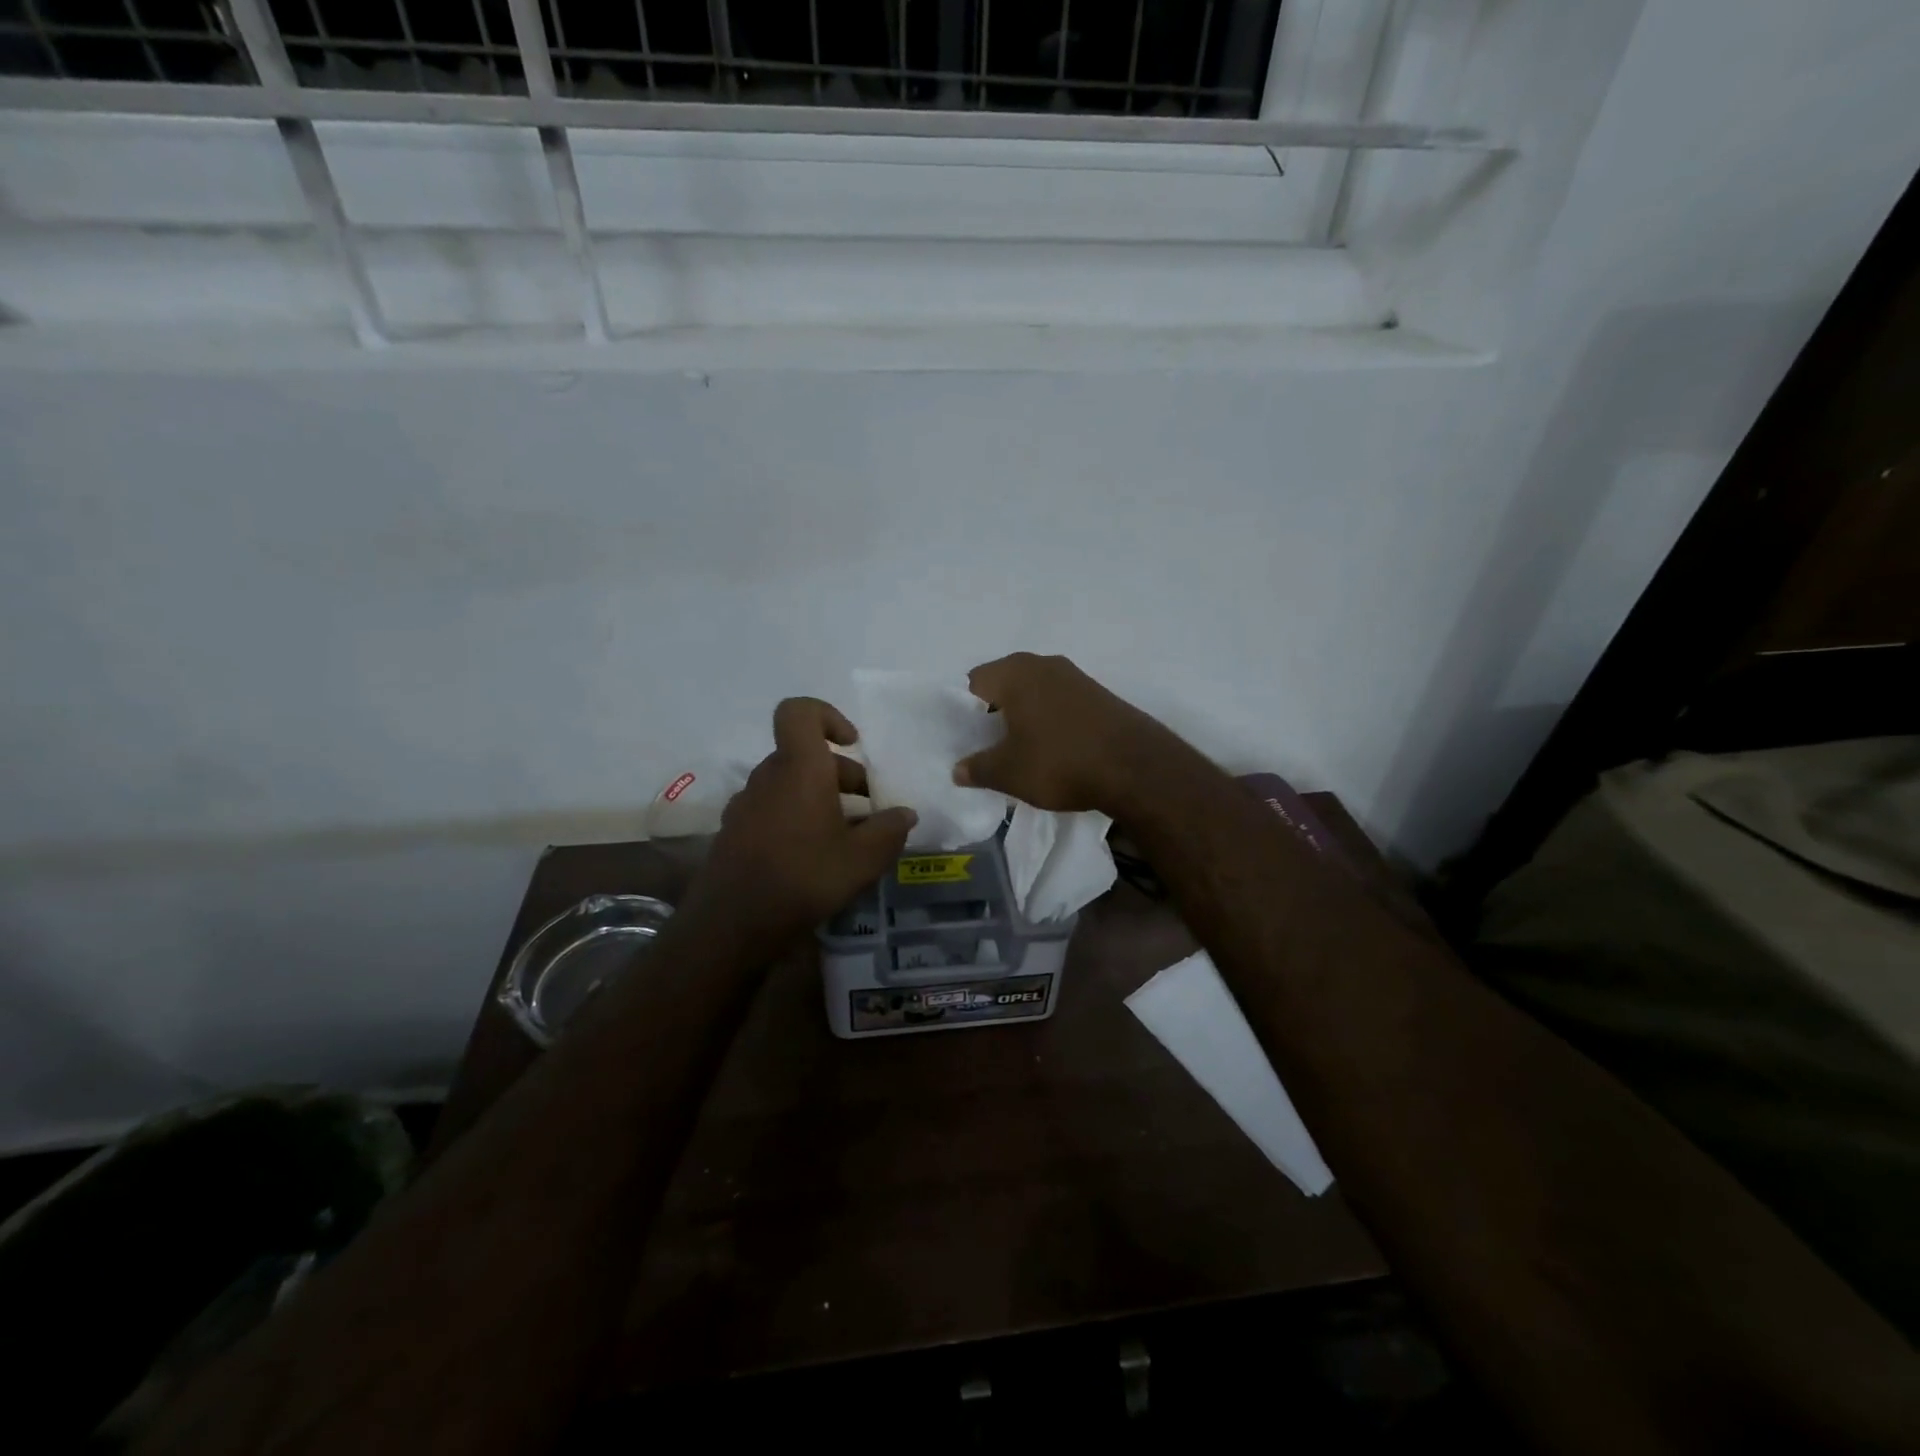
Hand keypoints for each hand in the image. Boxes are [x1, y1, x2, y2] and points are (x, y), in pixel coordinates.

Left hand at [691, 697, 917, 939]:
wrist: (732, 925)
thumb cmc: (804, 878)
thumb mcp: (863, 859)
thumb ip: (889, 831)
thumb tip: (905, 814)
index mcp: (799, 768)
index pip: (799, 711)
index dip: (828, 716)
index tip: (853, 745)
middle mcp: (768, 777)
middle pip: (804, 755)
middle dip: (841, 774)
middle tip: (868, 808)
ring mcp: (746, 805)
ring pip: (790, 784)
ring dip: (821, 798)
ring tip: (848, 836)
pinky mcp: (735, 832)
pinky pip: (773, 809)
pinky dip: (798, 819)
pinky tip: (815, 857)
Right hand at [952, 653, 1171, 814]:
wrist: (1136, 768)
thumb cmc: (1060, 762)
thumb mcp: (1009, 773)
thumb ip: (977, 768)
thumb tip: (957, 769)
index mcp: (1015, 673)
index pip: (973, 681)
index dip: (965, 711)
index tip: (968, 739)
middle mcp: (1043, 664)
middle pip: (1004, 683)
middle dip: (994, 712)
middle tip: (989, 745)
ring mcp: (1075, 676)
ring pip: (1034, 691)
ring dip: (1024, 715)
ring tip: (1021, 749)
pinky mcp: (1099, 693)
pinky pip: (1059, 700)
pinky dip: (1050, 718)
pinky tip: (1054, 747)